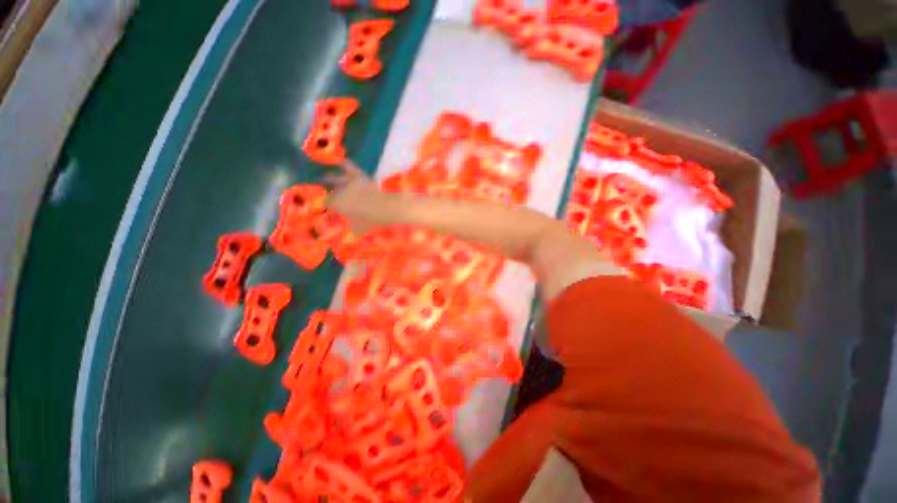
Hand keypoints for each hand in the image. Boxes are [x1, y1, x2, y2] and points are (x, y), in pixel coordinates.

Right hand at [323, 160, 382, 233]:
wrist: (386, 208)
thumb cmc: (371, 221)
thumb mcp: (358, 230)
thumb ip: (348, 234)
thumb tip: (344, 240)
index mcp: (337, 204)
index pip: (326, 204)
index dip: (326, 207)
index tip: (327, 210)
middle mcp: (339, 192)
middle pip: (330, 192)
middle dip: (328, 195)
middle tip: (327, 197)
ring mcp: (349, 183)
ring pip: (335, 179)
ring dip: (329, 179)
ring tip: (323, 178)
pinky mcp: (359, 176)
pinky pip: (349, 167)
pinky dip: (343, 163)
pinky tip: (338, 160)